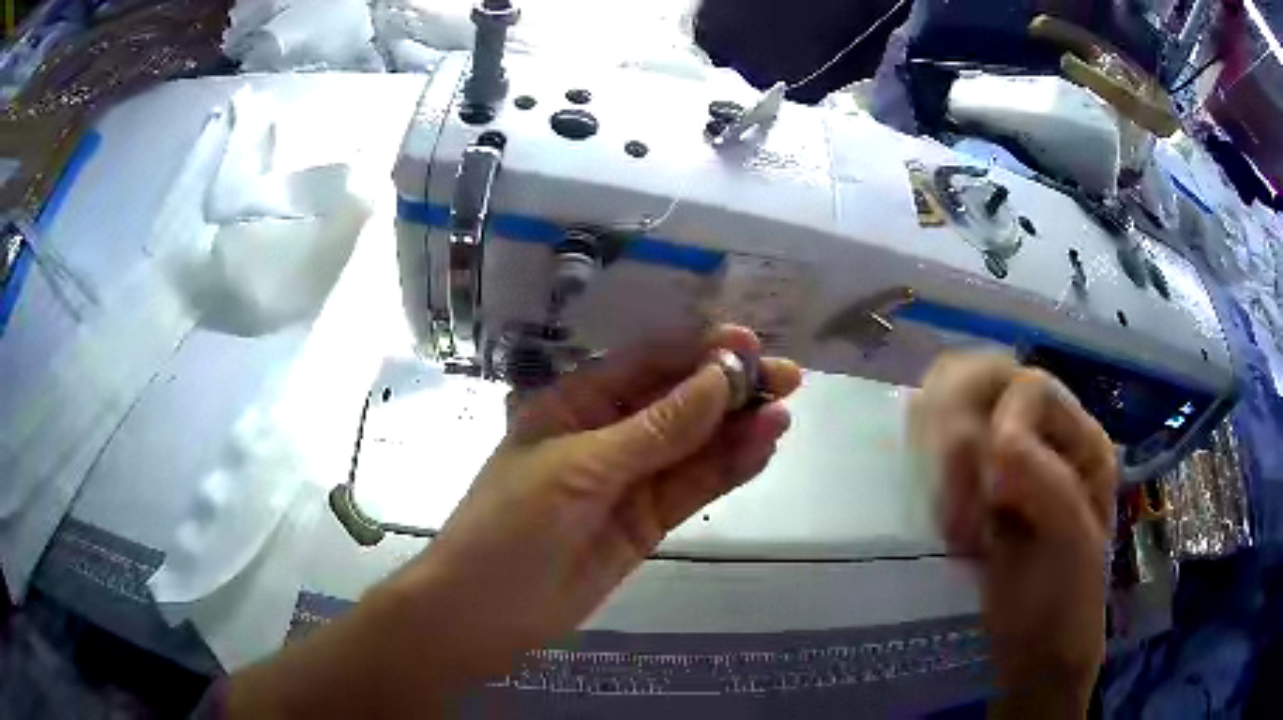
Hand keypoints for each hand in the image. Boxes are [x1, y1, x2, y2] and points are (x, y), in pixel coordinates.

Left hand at [228, 325, 801, 718]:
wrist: (484, 614)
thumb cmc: (511, 527)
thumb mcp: (582, 469)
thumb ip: (657, 429)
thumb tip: (721, 377)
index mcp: (576, 403)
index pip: (648, 363)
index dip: (700, 351)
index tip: (752, 345)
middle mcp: (607, 433)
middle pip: (679, 401)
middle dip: (731, 387)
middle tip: (788, 379)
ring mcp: (629, 480)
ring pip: (693, 446)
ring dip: (737, 428)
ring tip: (784, 414)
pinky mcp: (645, 522)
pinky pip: (691, 488)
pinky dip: (727, 469)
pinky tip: (762, 449)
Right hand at [912, 354, 1116, 714]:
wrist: (1035, 655)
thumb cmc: (1065, 601)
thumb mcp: (1072, 540)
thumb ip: (1046, 480)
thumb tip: (994, 443)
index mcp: (1079, 438)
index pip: (1028, 387)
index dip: (1003, 433)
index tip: (995, 502)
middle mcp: (1044, 435)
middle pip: (983, 377)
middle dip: (957, 436)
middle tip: (958, 508)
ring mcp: (1003, 460)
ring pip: (949, 404)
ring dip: (939, 459)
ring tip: (952, 521)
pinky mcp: (969, 486)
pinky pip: (932, 446)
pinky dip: (925, 471)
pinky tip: (939, 515)